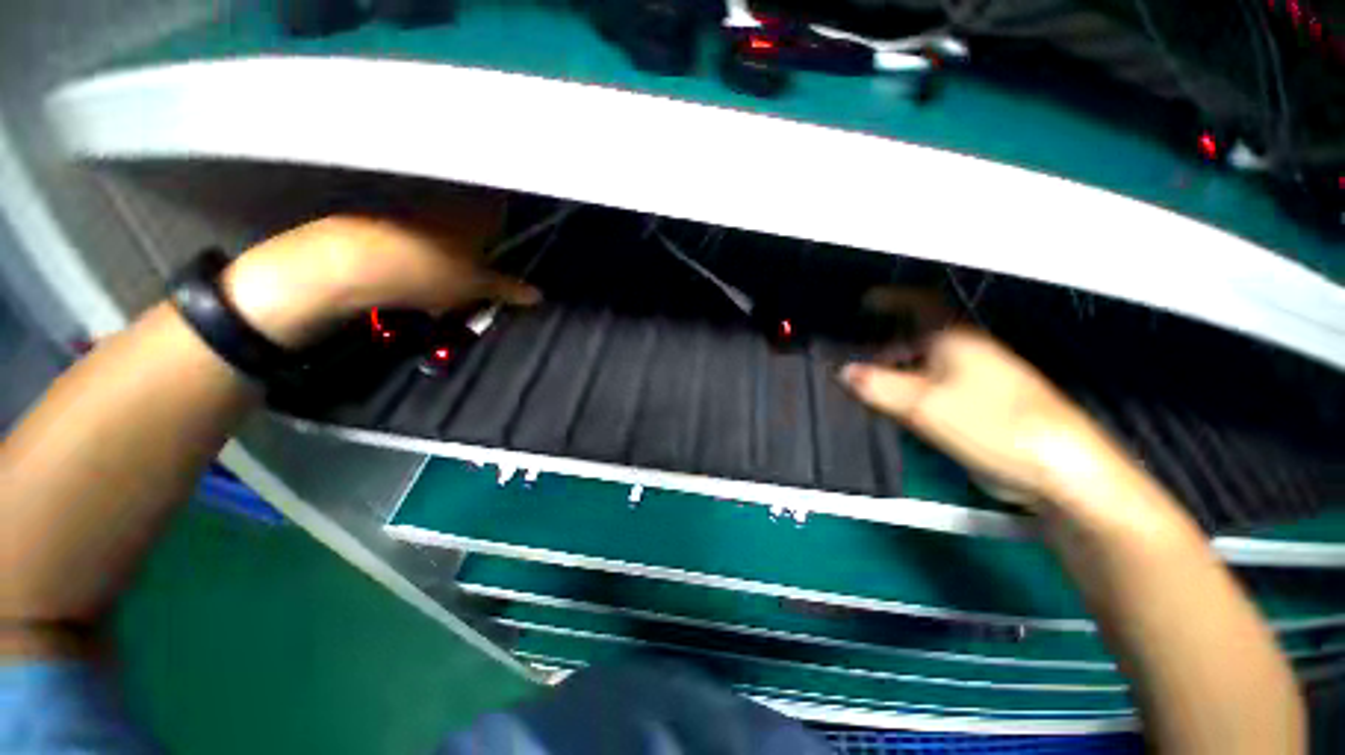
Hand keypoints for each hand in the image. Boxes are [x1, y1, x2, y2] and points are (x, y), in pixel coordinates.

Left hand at [221, 195, 538, 347]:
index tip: (510, 247)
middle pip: (475, 221)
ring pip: (447, 229)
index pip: (502, 210)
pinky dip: (428, 252)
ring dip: (455, 252)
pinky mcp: (389, 220)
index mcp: (475, 214)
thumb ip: (508, 289)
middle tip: (483, 276)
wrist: (350, 264)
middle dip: (482, 246)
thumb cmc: (428, 272)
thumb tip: (539, 295)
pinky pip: (421, 234)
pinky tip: (423, 276)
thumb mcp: (476, 287)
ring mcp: (416, 208)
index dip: (508, 227)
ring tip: (452, 284)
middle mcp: (448, 203)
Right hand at [841, 327, 1123, 512]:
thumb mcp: (923, 404)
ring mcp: (977, 379)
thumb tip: (845, 373)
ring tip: (868, 389)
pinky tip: (898, 410)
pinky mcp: (981, 405)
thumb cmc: (990, 422)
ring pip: (925, 366)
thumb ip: (878, 386)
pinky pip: (935, 389)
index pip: (920, 303)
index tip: (864, 301)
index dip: (892, 298)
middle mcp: (967, 351)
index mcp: (956, 338)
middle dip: (884, 347)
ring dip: (896, 372)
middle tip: (855, 361)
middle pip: (917, 338)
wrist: (1057, 467)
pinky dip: (911, 393)